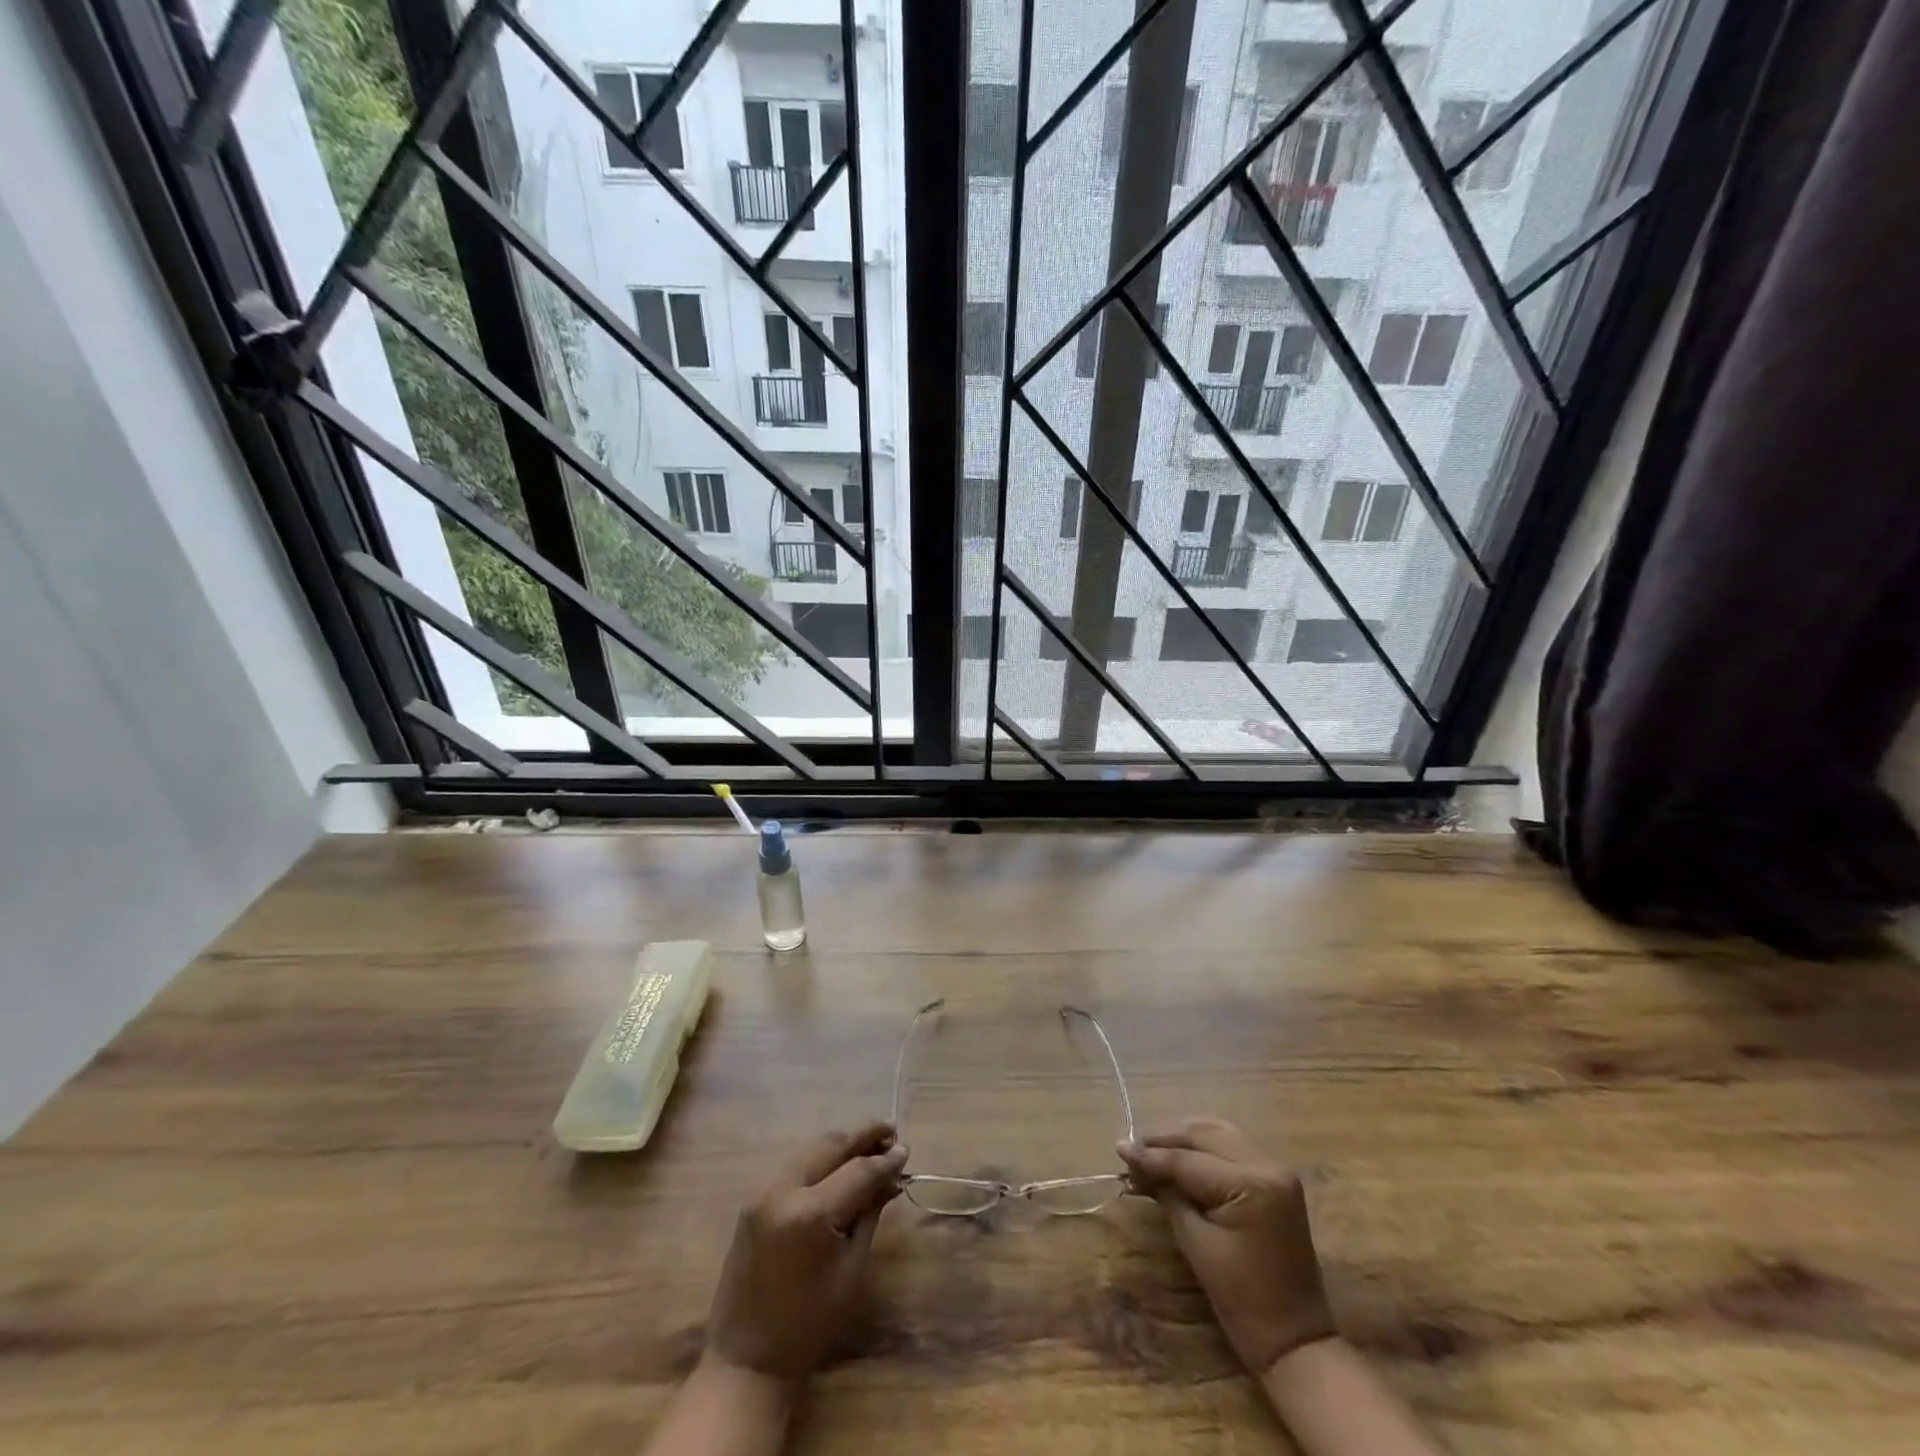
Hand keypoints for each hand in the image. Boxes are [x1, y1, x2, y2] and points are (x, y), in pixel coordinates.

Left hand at [705, 1121, 907, 1386]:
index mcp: (810, 1213)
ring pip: (810, 1150)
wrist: (746, 1362)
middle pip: (830, 1146)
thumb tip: (891, 1178)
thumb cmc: (809, 1325)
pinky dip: (819, 1162)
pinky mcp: (752, 1203)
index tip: (906, 1149)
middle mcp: (782, 1192)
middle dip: (862, 1137)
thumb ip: (869, 1215)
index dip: (885, 1159)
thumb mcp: (851, 1270)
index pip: (857, 1170)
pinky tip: (838, 1169)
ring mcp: (762, 1194)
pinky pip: (793, 1168)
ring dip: (840, 1146)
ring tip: (869, 1149)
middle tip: (890, 1135)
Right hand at [1120, 1118, 1336, 1376]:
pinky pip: (1233, 1148)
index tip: (1118, 1148)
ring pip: (1219, 1134)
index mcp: (1252, 1184)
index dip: (1150, 1155)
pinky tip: (1181, 1156)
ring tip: (1153, 1150)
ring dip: (1185, 1139)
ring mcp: (1276, 1169)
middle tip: (1132, 1149)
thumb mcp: (1196, 1243)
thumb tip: (1136, 1165)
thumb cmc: (1242, 1300)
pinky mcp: (1276, 1179)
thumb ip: (1168, 1195)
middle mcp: (1268, 1165)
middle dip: (1166, 1140)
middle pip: (1205, 1135)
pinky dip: (1204, 1148)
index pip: (1189, 1160)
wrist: (1295, 1340)